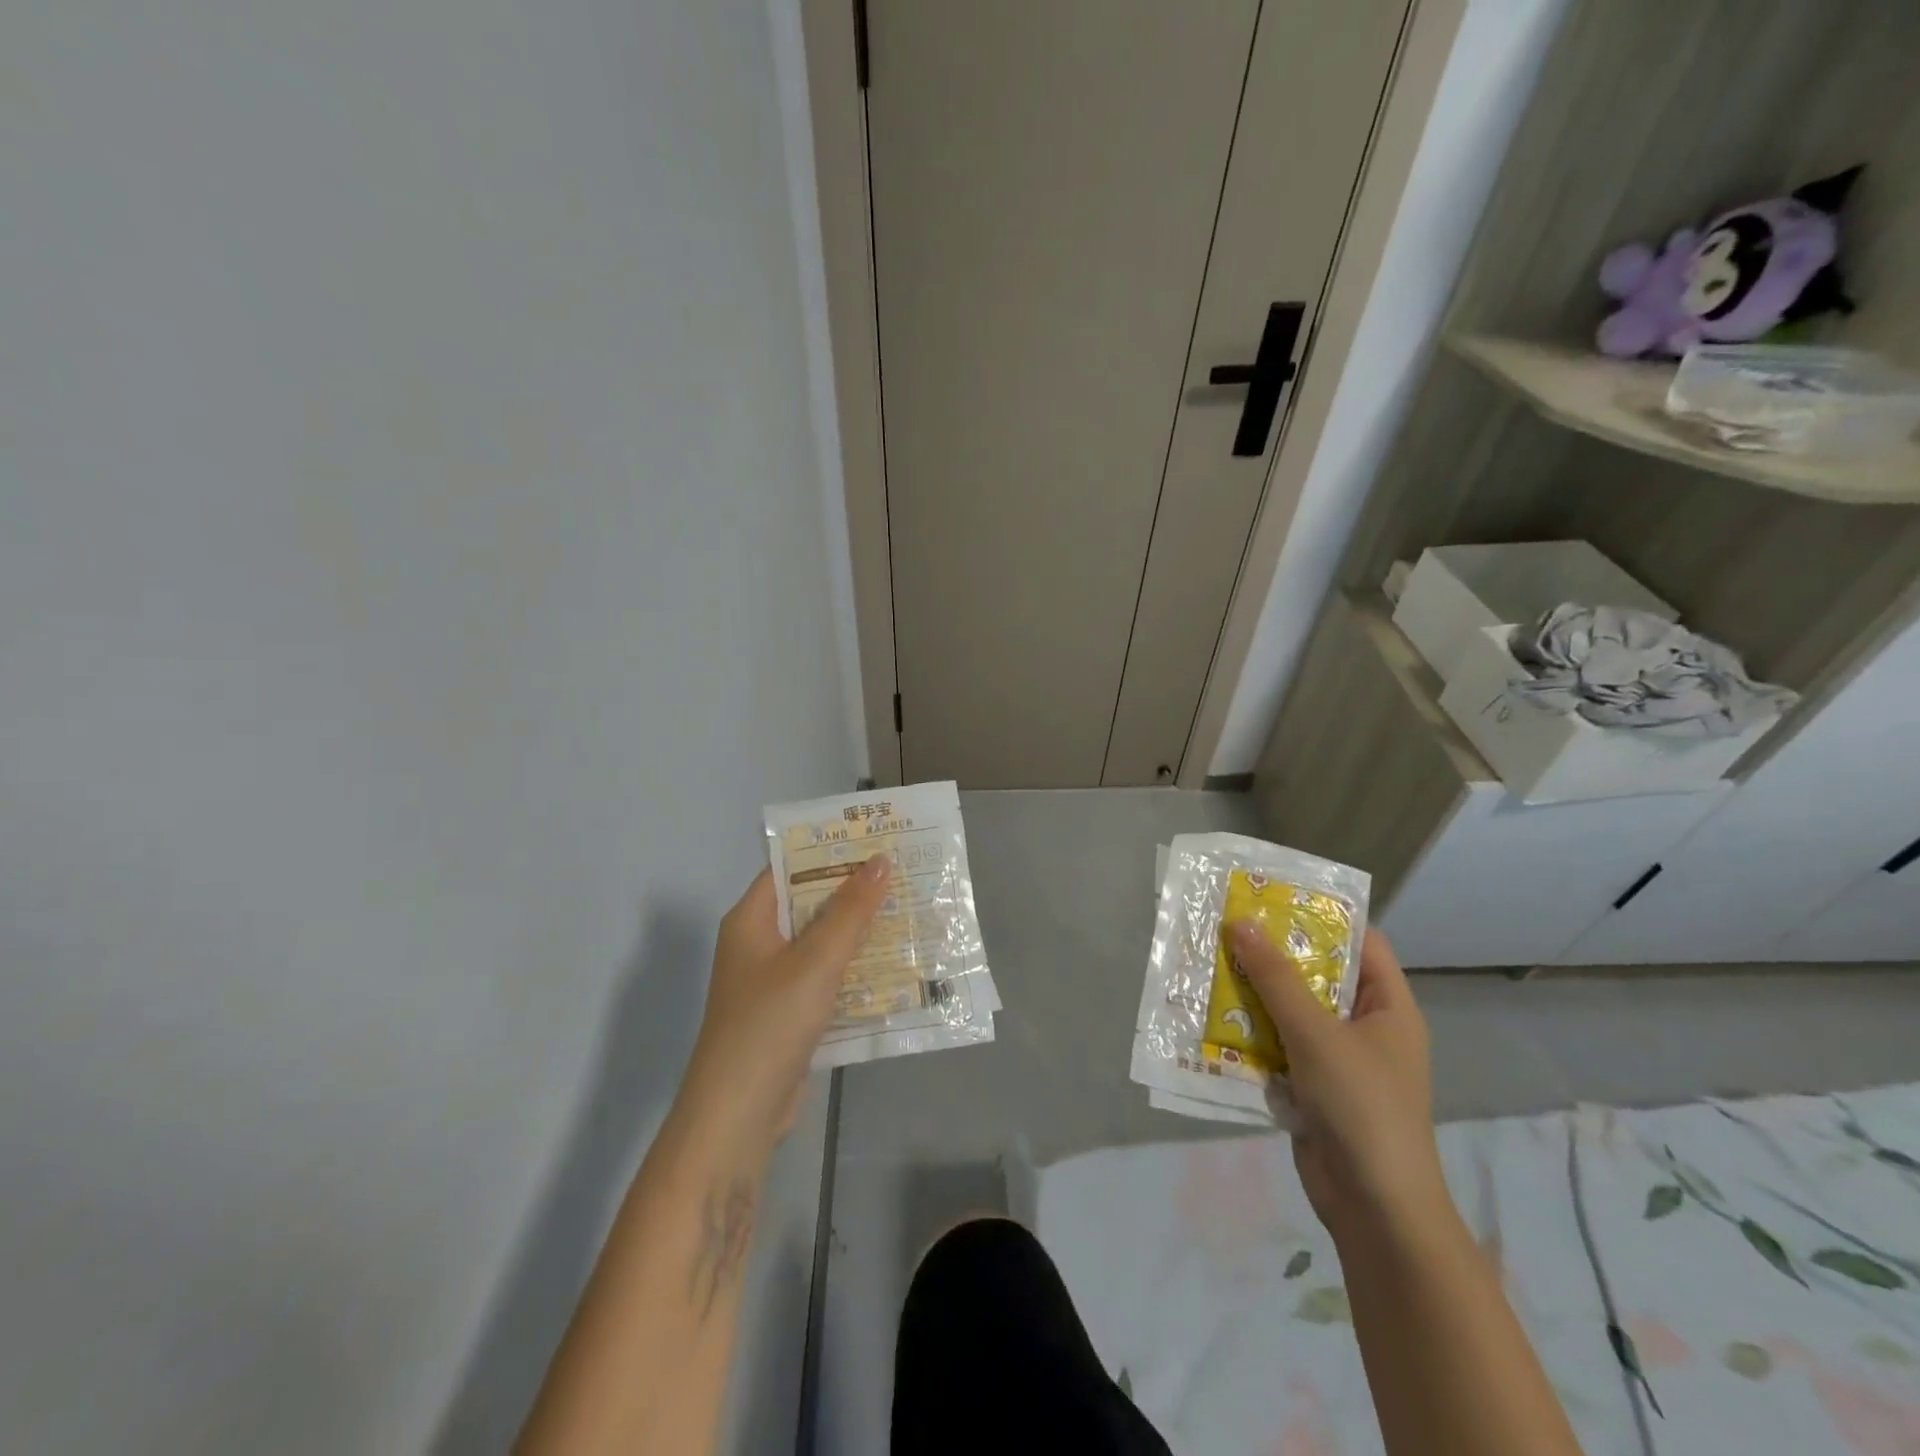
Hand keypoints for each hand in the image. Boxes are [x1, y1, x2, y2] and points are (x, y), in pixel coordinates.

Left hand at [679, 856, 889, 1159]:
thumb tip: (880, 860)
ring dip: (859, 932)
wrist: (738, 1117)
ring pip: (822, 943)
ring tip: (909, 911)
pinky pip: (826, 978)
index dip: (830, 852)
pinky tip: (895, 965)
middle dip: (855, 892)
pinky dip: (854, 970)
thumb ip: (851, 911)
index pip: (790, 868)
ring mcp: (773, 981)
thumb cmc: (770, 1024)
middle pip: (810, 904)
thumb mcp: (816, 960)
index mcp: (751, 920)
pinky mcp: (790, 1013)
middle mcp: (759, 944)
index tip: (875, 840)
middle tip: (903, 873)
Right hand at [1227, 922, 1448, 1237]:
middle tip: (1225, 927)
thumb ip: (1276, 978)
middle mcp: (1365, 1026)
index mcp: (1387, 1007)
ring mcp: (1338, 1059)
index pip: (1360, 942)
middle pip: (1317, 975)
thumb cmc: (1361, 1107)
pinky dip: (1250, 1032)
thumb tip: (1241, 922)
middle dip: (1272, 954)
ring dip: (1254, 994)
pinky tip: (1213, 1017)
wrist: (1375, 1209)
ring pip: (1291, 1011)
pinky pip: (1278, 1046)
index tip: (1271, 898)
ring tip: (1209, 964)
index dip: (1319, 916)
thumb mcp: (1315, 1034)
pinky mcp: (1312, 1087)